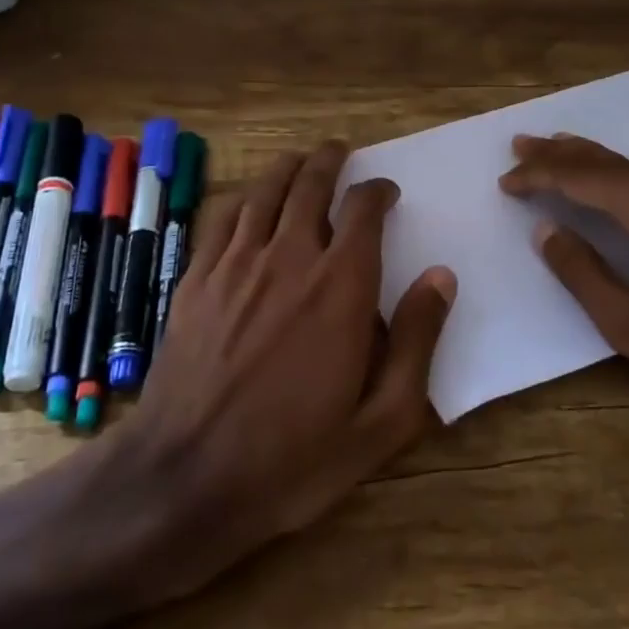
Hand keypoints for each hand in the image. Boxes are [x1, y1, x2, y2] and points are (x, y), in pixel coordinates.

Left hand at [119, 140, 456, 596]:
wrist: (187, 477)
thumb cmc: (294, 458)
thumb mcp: (381, 421)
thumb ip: (417, 343)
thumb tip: (440, 277)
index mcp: (340, 288)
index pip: (364, 212)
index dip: (378, 192)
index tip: (386, 191)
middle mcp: (288, 259)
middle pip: (310, 186)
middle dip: (329, 162)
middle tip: (340, 151)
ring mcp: (234, 266)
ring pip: (263, 193)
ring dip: (286, 168)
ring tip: (299, 160)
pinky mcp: (195, 281)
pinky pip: (221, 219)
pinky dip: (242, 198)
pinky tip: (247, 200)